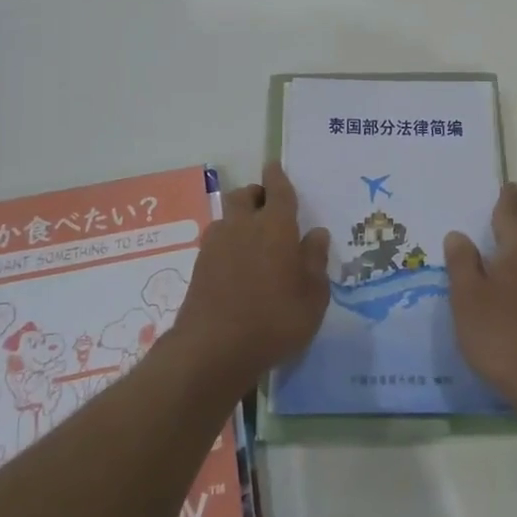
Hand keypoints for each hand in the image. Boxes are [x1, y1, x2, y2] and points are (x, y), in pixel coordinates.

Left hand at [170, 162, 330, 394]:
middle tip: (269, 208)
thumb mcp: (312, 298)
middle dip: (257, 195)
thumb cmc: (275, 320)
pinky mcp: (199, 266)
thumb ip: (315, 262)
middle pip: (245, 196)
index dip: (278, 176)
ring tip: (253, 239)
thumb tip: (317, 233)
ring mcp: (217, 245)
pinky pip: (217, 241)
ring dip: (240, 218)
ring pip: (228, 216)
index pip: (278, 189)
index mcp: (276, 226)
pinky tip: (237, 265)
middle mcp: (243, 226)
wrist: (213, 349)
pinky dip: (228, 243)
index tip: (275, 167)